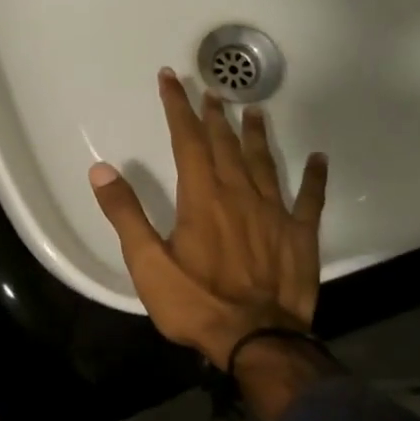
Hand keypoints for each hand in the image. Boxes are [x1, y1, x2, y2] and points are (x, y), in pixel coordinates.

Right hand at [89, 68, 327, 371]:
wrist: (257, 340)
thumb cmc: (196, 302)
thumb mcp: (148, 263)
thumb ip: (125, 214)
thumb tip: (101, 170)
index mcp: (202, 197)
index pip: (187, 140)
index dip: (177, 107)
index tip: (170, 79)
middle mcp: (239, 194)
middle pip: (225, 144)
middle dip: (214, 115)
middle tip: (211, 90)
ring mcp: (275, 213)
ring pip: (264, 162)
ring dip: (256, 135)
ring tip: (254, 111)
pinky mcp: (300, 236)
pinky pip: (310, 199)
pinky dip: (314, 177)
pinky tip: (318, 159)